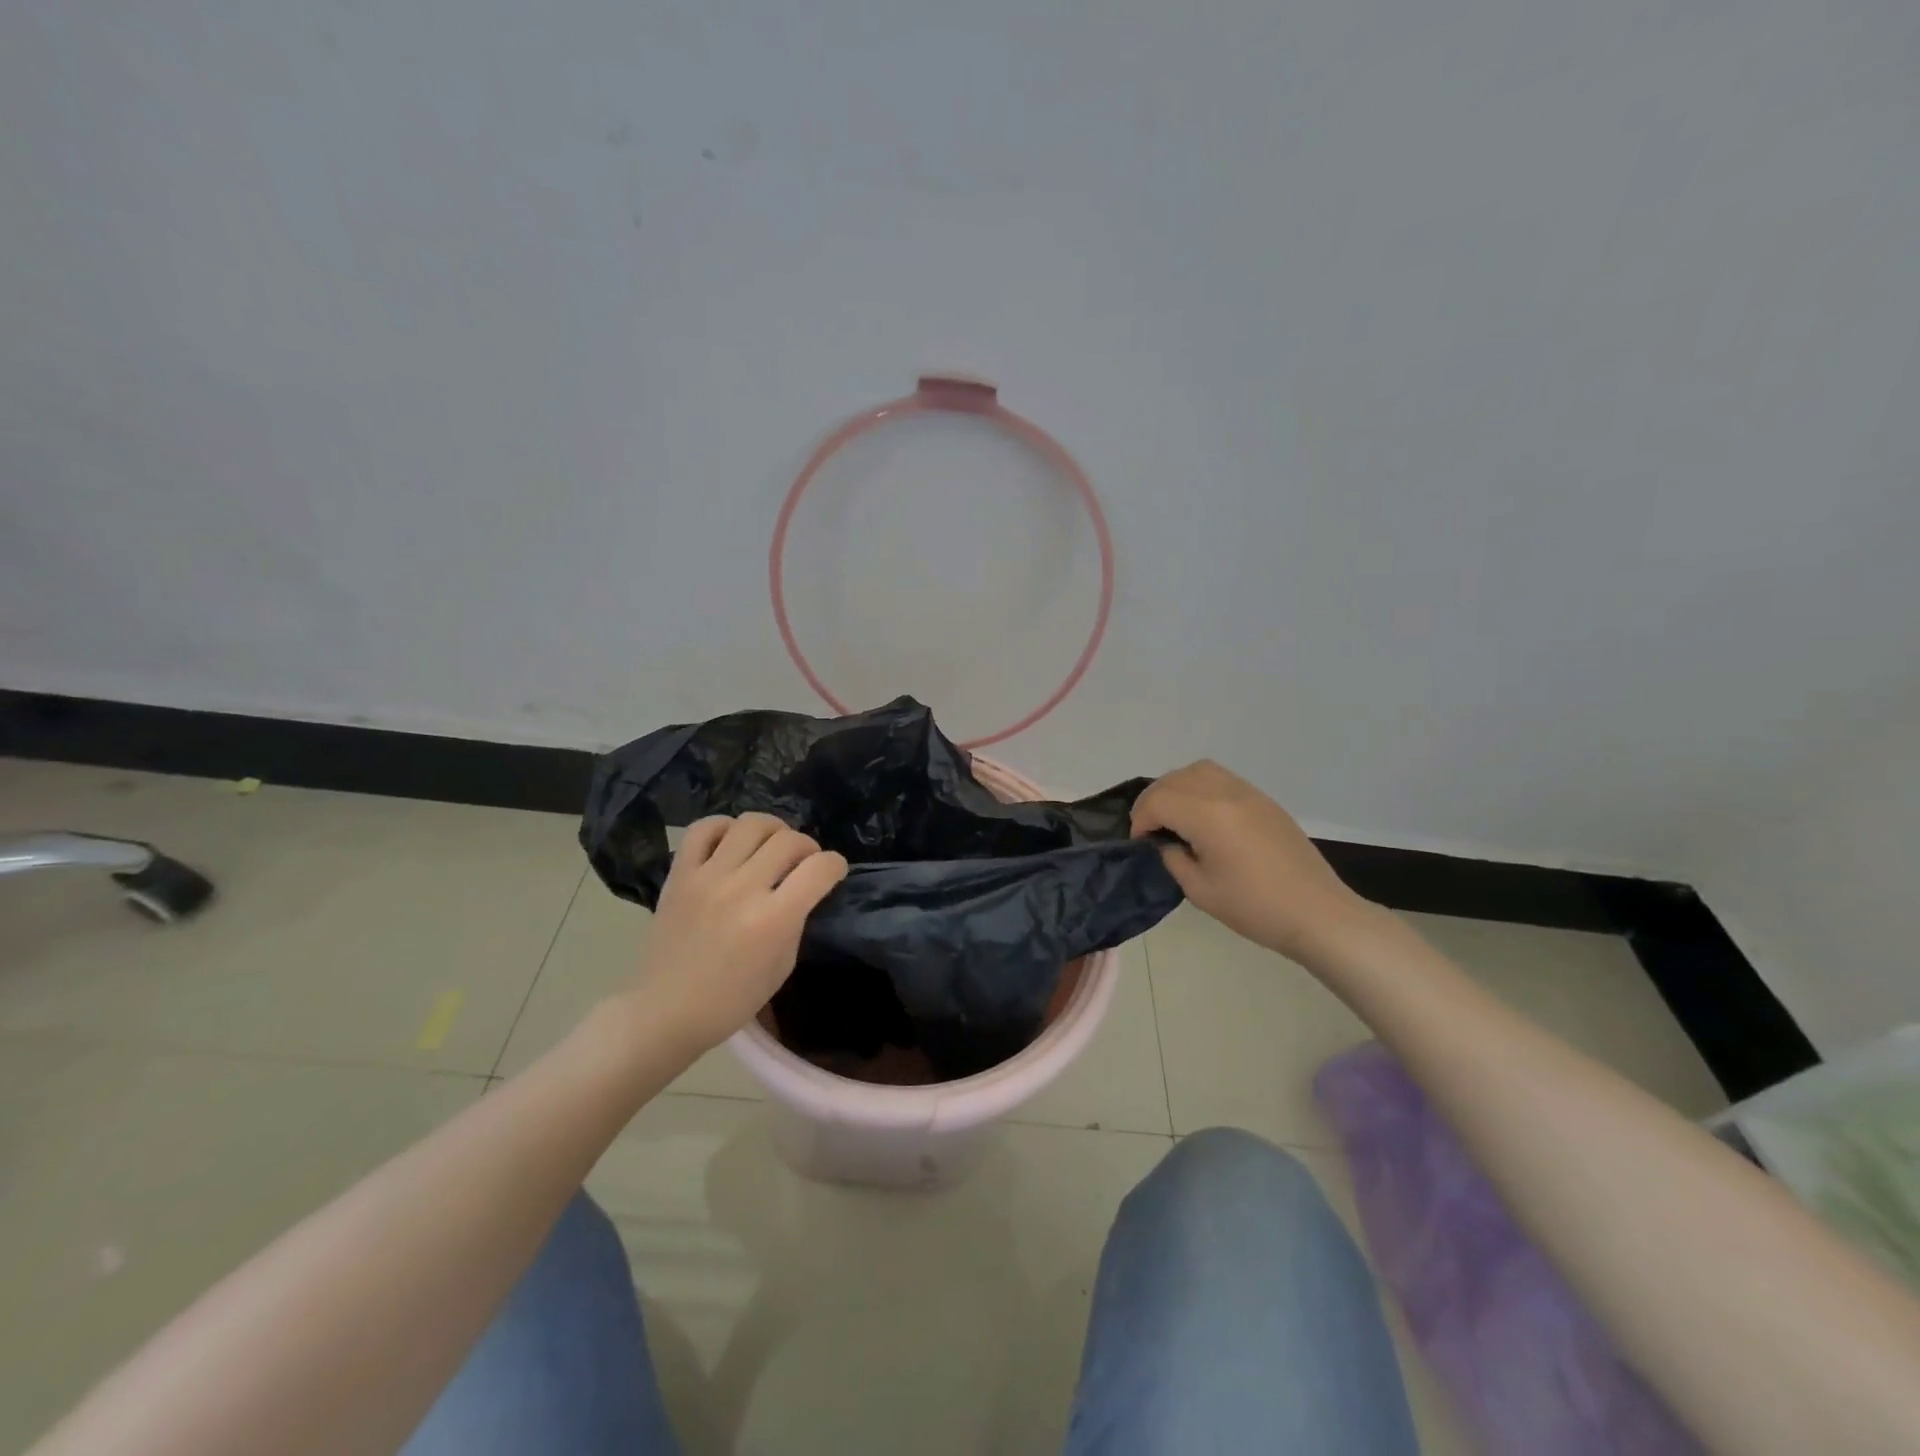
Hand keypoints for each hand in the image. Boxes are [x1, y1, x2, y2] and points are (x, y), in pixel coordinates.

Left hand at [634, 813, 848, 1054]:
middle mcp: (742, 889)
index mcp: (773, 920)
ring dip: (772, 831)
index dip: (836, 865)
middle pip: (790, 839)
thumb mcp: (783, 965)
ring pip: (751, 823)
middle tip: (802, 863)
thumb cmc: (732, 1000)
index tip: (833, 872)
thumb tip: (804, 888)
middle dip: (807, 847)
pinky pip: (703, 829)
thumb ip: (796, 920)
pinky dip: (724, 827)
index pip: (820, 868)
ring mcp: (707, 877)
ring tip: (769, 848)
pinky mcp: (679, 874)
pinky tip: (731, 843)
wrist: (665, 1011)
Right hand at [1132, 761, 1372, 962]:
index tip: (1141, 844)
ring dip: (1176, 788)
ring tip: (1174, 817)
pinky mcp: (1263, 800)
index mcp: (1207, 815)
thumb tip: (1165, 842)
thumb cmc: (1255, 907)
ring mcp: (1248, 792)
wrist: (1317, 913)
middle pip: (1173, 779)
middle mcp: (1225, 793)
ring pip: (1197, 770)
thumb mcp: (1200, 890)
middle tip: (1151, 830)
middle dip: (1153, 801)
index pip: (1157, 801)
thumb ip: (1173, 858)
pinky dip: (1200, 788)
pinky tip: (1203, 817)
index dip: (1140, 821)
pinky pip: (1221, 778)